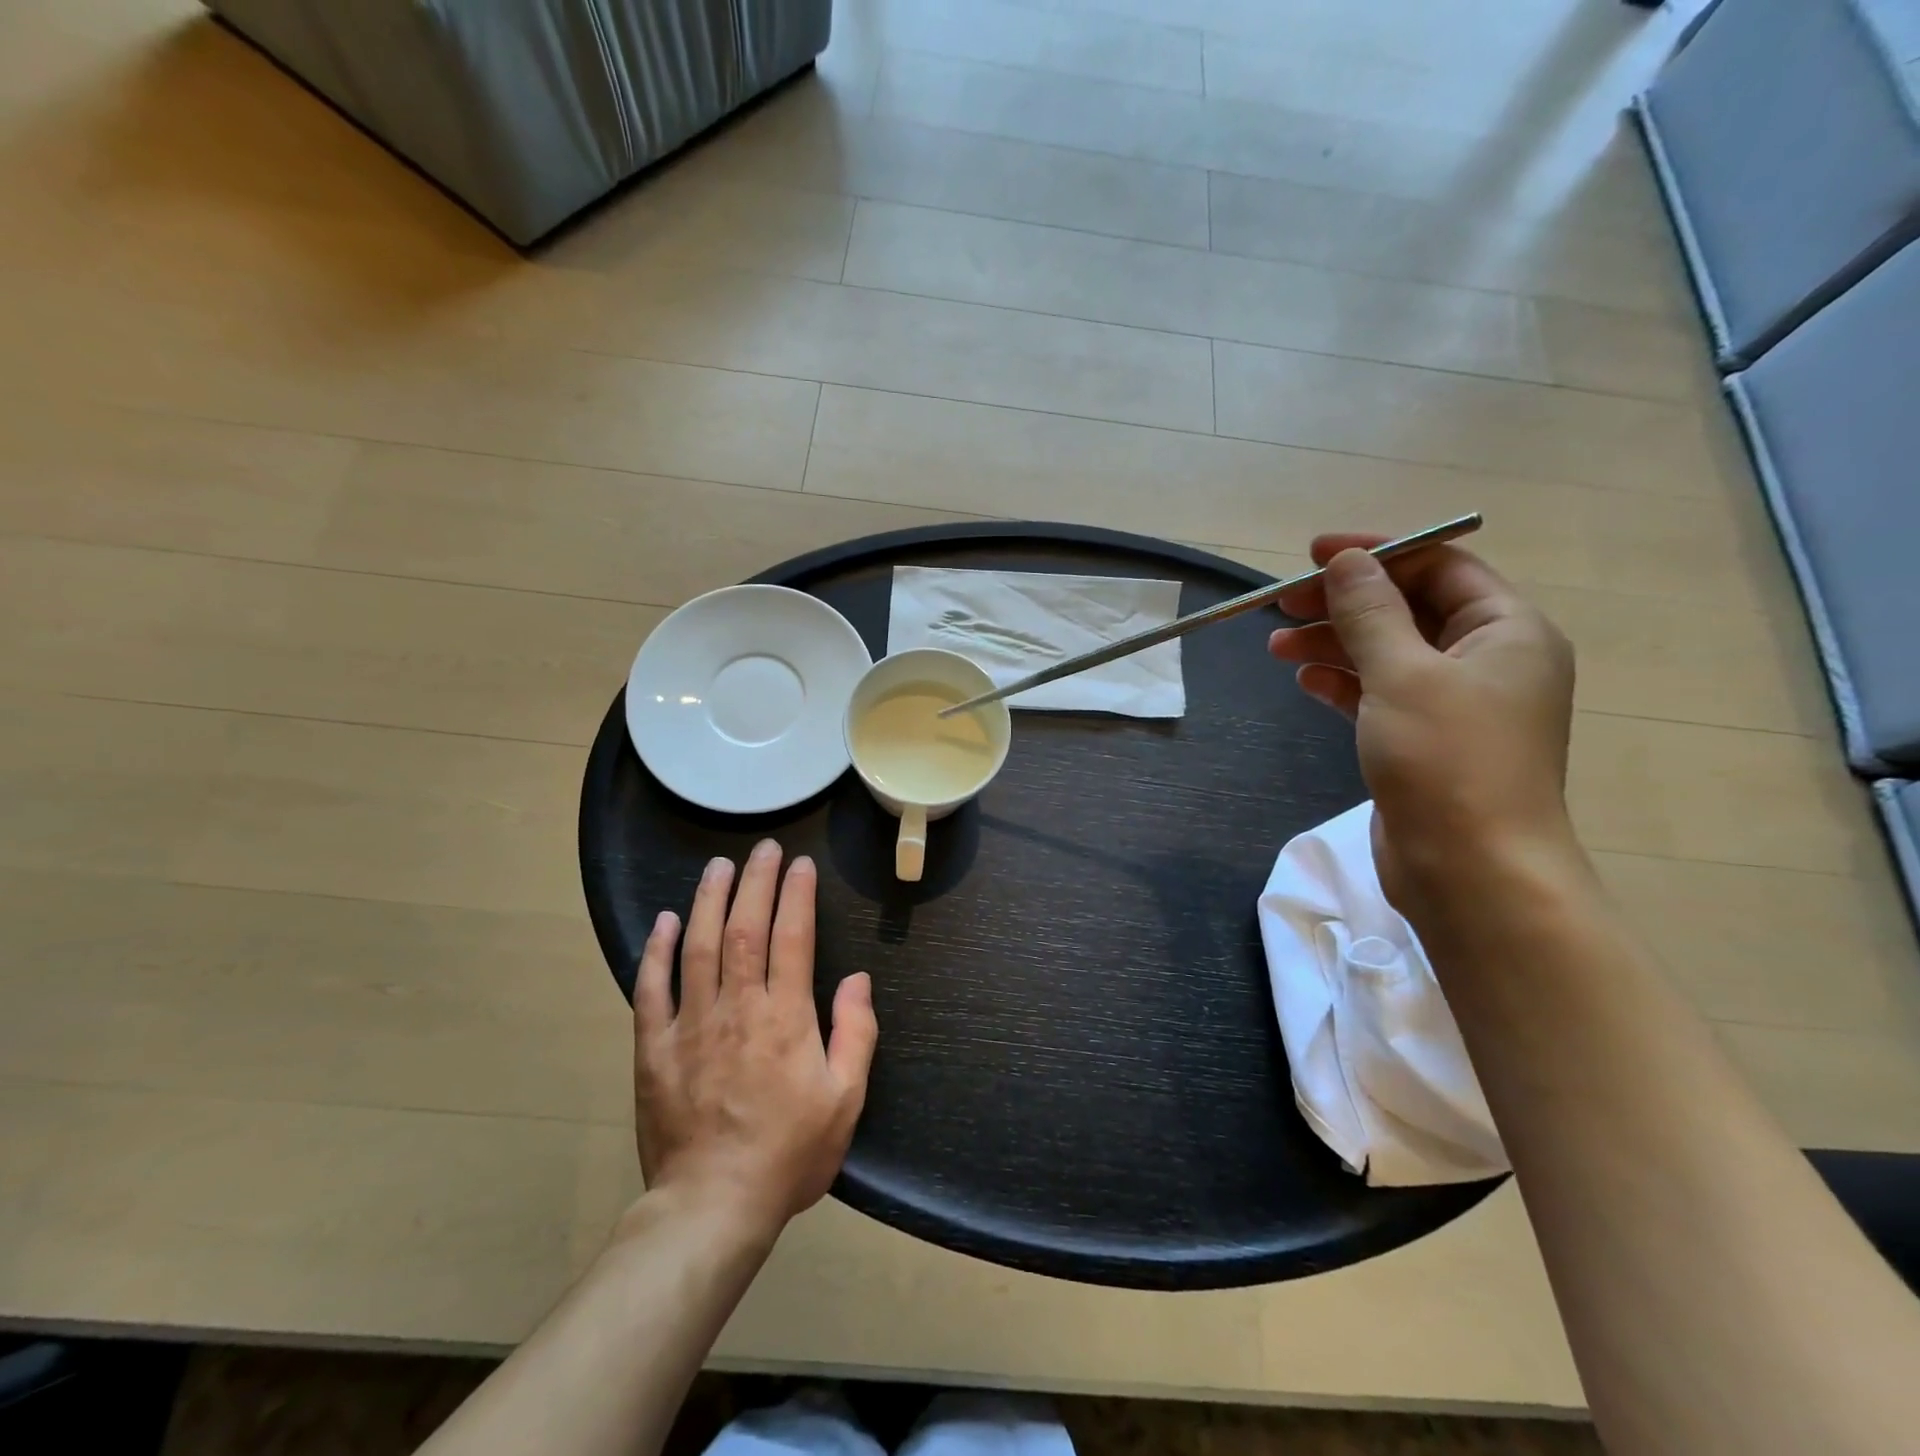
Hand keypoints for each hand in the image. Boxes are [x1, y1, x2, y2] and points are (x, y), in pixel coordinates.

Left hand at [632, 840, 876, 1234]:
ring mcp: (691, 1025)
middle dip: (756, 882)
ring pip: (699, 946)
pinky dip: (657, 951)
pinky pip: (651, 989)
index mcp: (786, 1017)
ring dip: (709, 900)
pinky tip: (665, 921)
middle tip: (763, 849)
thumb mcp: (845, 1100)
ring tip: (718, 865)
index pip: (793, 937)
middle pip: (745, 928)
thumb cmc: (788, 1154)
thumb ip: (856, 1034)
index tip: (800, 864)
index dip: (797, 894)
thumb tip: (858, 980)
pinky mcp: (655, 1048)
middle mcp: (738, 1008)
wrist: (712, 1207)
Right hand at [1268, 534, 1575, 908]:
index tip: (1313, 555)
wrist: (1470, 871)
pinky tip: (1305, 679)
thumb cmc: (1447, 761)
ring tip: (1277, 645)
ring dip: (1334, 642)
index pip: (1439, 567)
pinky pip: (1379, 694)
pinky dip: (1342, 682)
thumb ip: (1369, 612)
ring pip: (1387, 652)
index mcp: (1507, 631)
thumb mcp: (1403, 674)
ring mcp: (1455, 704)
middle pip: (1408, 609)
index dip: (1376, 554)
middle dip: (1345, 602)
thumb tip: (1344, 561)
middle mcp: (1487, 660)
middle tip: (1282, 603)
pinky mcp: (1423, 740)